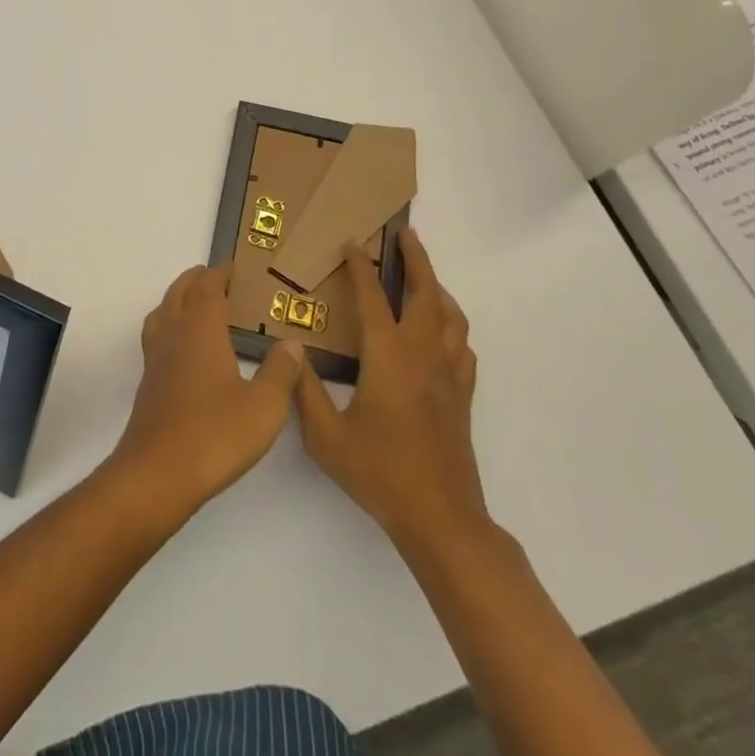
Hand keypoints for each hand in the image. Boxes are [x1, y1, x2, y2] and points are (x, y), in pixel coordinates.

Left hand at [111, 264, 303, 520]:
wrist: (157, 473)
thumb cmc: (215, 435)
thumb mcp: (264, 407)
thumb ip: (281, 372)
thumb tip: (292, 343)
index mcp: (200, 330)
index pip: (208, 288)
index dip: (221, 274)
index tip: (236, 269)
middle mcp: (173, 335)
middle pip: (179, 293)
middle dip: (197, 280)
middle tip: (216, 278)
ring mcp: (155, 359)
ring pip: (162, 312)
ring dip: (178, 300)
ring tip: (195, 304)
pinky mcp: (148, 383)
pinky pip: (157, 337)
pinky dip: (169, 326)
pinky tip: (184, 350)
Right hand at [293, 228, 488, 542]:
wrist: (440, 519)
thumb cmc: (380, 474)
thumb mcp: (326, 436)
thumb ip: (305, 390)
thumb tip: (292, 353)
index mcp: (388, 358)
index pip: (373, 299)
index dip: (361, 267)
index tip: (352, 243)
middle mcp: (422, 356)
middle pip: (426, 295)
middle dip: (417, 260)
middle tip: (405, 236)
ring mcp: (448, 376)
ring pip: (451, 317)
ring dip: (438, 288)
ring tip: (424, 274)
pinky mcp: (462, 397)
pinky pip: (462, 347)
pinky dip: (453, 326)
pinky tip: (442, 332)